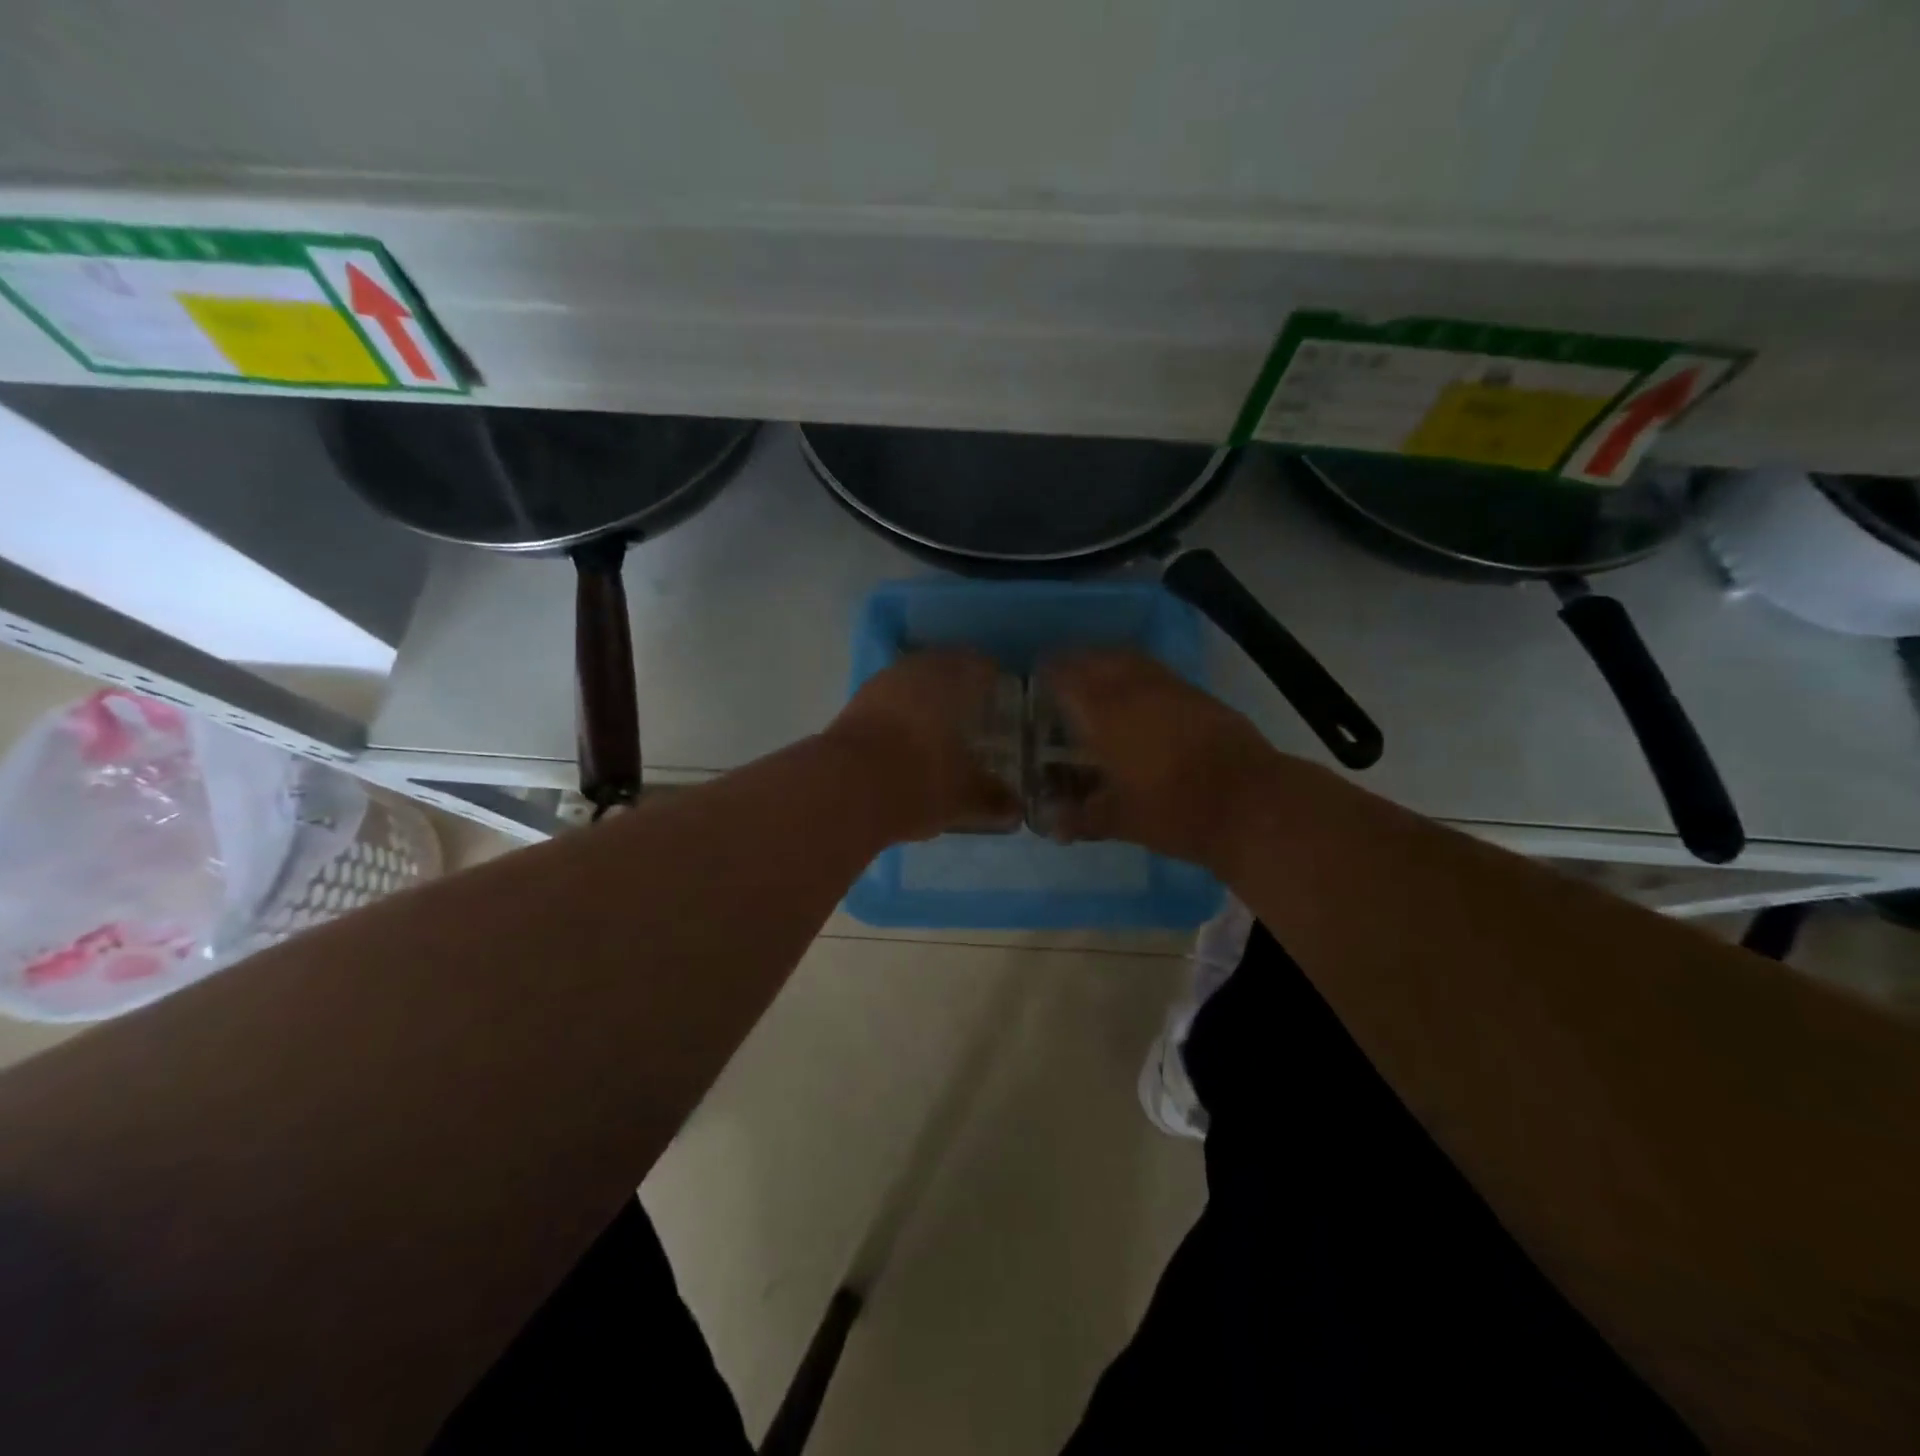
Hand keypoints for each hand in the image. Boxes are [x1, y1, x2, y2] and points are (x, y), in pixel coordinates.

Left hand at [825, 649, 1020, 841]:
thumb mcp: (962, 795)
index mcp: (950, 678)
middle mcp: (913, 672)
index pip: (978, 665)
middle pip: (940, 668)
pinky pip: (885, 704)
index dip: (990, 678)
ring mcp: (877, 688)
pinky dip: (898, 716)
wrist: (843, 789)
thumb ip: (991, 798)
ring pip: (908, 684)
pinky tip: (904, 740)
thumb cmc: (919, 779)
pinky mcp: (849, 709)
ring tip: (937, 724)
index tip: (999, 692)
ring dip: (922, 699)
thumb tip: (1015, 809)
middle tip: (971, 707)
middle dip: (955, 685)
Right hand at [1039, 650, 1277, 868]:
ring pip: (1132, 660)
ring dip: (1110, 662)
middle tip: (1065, 671)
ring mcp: (1172, 689)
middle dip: (1079, 661)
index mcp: (1106, 715)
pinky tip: (1141, 697)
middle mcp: (1136, 691)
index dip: (1050, 672)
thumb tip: (1051, 826)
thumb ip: (1082, 818)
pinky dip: (1140, 675)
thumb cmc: (1174, 811)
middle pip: (1100, 659)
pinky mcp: (1201, 696)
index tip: (1038, 674)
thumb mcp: (1121, 820)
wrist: (1251, 804)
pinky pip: (1159, 673)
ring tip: (1099, 676)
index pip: (1068, 678)